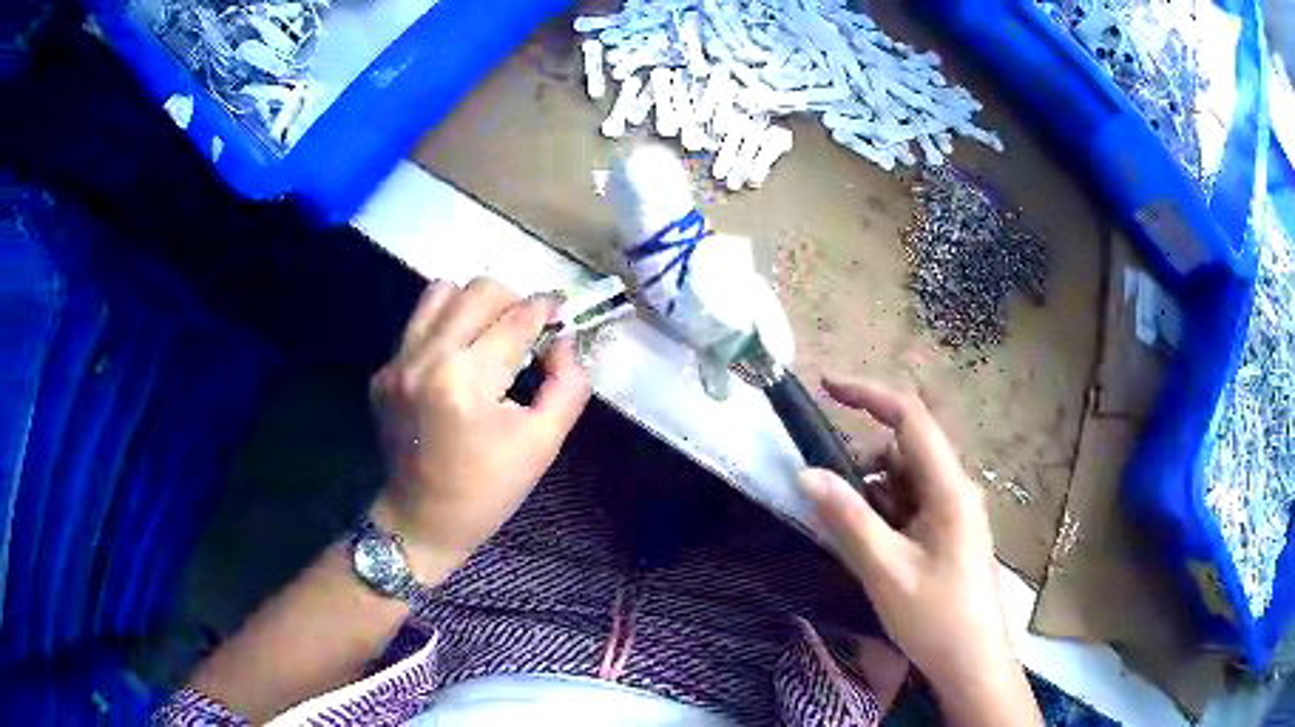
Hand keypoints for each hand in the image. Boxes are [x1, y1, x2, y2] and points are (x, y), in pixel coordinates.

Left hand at [370, 279, 590, 575]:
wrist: (422, 520)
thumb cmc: (489, 489)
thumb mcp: (544, 444)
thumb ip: (568, 384)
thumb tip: (563, 340)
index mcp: (468, 382)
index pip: (517, 319)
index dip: (546, 309)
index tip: (560, 311)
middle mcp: (427, 359)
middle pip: (479, 291)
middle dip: (513, 301)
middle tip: (526, 330)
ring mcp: (398, 363)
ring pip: (442, 292)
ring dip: (474, 305)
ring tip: (488, 335)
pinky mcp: (383, 371)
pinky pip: (419, 323)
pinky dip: (445, 328)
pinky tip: (456, 362)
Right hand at [798, 377, 1039, 726]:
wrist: (971, 662)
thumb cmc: (936, 617)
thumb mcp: (886, 569)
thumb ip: (848, 518)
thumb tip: (807, 473)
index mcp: (949, 488)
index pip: (910, 419)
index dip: (869, 395)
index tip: (827, 386)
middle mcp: (954, 490)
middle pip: (903, 453)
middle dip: (863, 467)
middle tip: (827, 503)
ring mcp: (952, 513)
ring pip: (903, 483)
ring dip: (871, 498)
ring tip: (851, 541)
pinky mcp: (946, 533)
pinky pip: (909, 508)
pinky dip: (883, 517)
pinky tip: (871, 551)